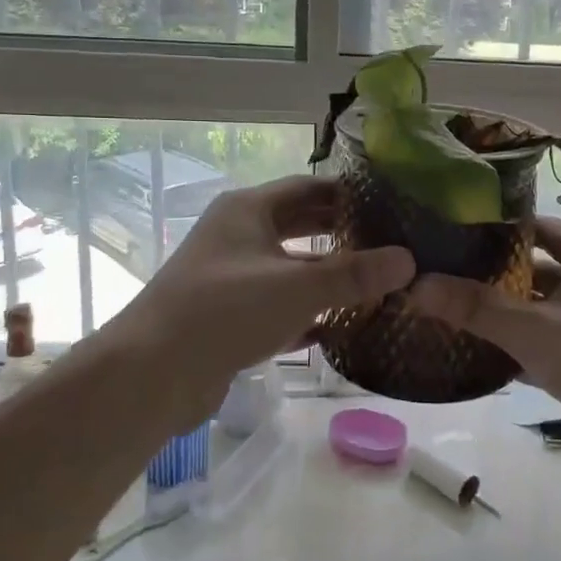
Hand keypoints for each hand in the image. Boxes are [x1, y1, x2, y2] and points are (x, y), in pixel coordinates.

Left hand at [101, 175, 414, 428]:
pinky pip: (277, 304)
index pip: (307, 187)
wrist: (151, 374)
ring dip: (326, 274)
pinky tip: (340, 325)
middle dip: (340, 232)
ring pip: (288, 267)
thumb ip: (355, 275)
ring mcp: (229, 277)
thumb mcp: (299, 287)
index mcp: (248, 210)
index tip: (388, 203)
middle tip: (388, 241)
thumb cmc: (226, 311)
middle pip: (298, 224)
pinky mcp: (227, 316)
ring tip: (372, 281)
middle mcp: (236, 236)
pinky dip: (306, 311)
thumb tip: (409, 260)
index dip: (347, 192)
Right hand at [403, 217, 560, 433]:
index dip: (493, 229)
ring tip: (453, 318)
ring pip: (541, 309)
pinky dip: (523, 349)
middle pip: (534, 269)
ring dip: (505, 315)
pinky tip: (486, 361)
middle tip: (440, 281)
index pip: (533, 226)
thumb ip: (477, 308)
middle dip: (491, 276)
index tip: (449, 236)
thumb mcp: (537, 330)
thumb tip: (416, 284)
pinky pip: (552, 344)